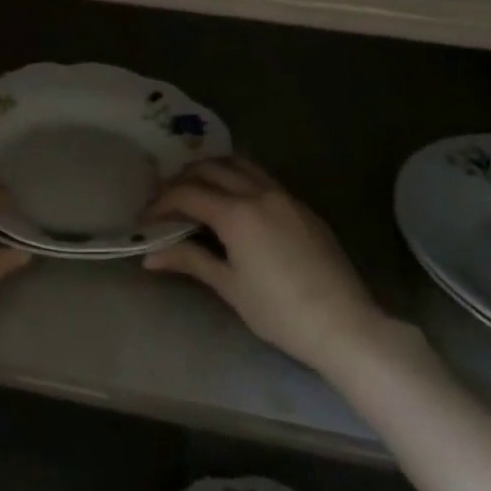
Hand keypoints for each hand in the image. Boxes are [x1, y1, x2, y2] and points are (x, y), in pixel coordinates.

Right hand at [143, 157, 387, 373]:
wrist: (344, 325)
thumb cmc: (280, 312)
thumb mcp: (230, 287)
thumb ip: (190, 261)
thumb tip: (149, 256)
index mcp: (237, 213)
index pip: (187, 194)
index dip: (161, 204)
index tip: (145, 219)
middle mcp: (259, 193)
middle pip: (210, 169)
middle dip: (182, 180)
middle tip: (166, 201)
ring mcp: (284, 196)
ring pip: (240, 165)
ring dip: (212, 171)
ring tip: (197, 192)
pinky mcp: (302, 207)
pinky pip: (262, 178)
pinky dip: (238, 178)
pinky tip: (234, 202)